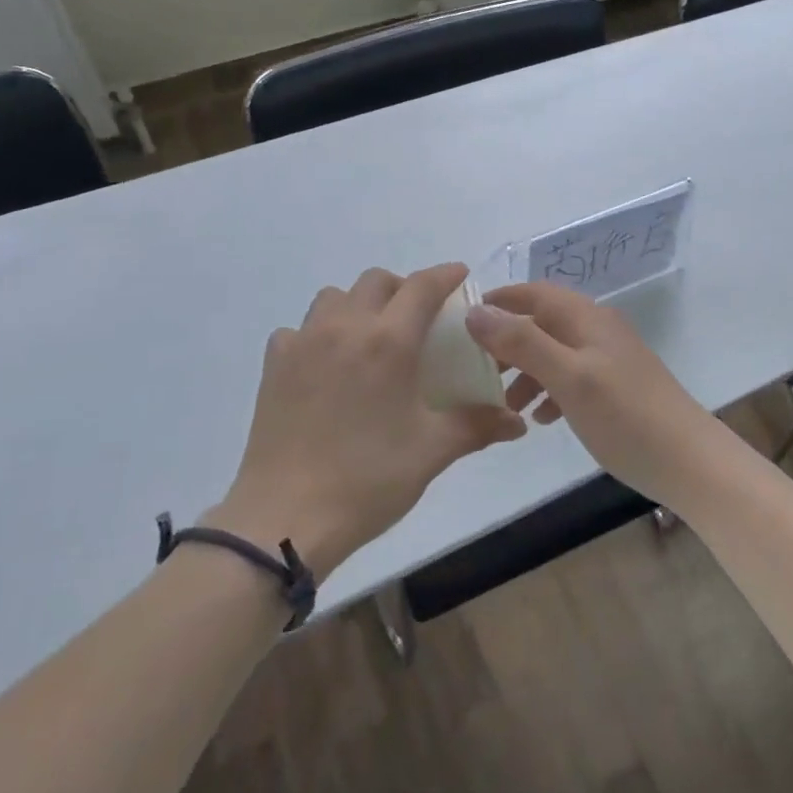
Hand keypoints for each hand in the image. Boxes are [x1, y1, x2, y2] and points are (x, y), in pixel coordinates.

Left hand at [212, 264, 525, 580]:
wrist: (286, 518)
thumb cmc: (368, 480)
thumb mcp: (432, 451)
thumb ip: (478, 425)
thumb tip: (518, 422)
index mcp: (389, 341)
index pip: (423, 286)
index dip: (446, 274)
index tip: (461, 275)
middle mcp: (345, 327)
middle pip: (377, 281)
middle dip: (403, 288)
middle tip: (418, 319)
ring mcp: (304, 342)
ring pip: (335, 297)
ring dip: (359, 304)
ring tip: (371, 337)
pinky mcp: (274, 365)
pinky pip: (299, 329)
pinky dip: (318, 334)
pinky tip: (326, 365)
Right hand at [463, 283, 723, 505]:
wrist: (689, 462)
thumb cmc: (625, 415)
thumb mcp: (569, 377)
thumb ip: (523, 342)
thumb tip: (475, 312)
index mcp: (586, 318)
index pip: (534, 292)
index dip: (500, 300)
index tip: (463, 321)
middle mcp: (597, 330)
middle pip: (542, 322)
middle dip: (508, 341)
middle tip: (475, 369)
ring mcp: (609, 359)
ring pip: (554, 353)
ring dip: (526, 371)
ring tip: (504, 403)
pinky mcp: (615, 388)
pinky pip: (571, 378)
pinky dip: (550, 391)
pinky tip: (541, 419)